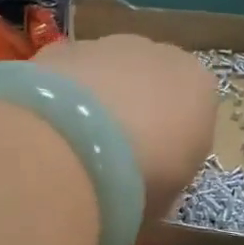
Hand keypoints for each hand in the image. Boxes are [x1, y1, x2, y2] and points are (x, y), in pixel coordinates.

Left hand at [35, 36, 216, 219]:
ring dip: (92, 100)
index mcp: (199, 88)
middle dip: (131, 112)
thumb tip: (146, 188)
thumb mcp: (165, 199)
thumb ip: (164, 183)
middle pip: (148, 83)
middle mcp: (159, 55)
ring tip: (68, 144)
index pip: (191, 111)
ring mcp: (107, 45)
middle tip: (105, 157)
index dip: (168, 142)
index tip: (147, 171)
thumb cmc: (138, 181)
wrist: (73, 147)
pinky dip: (57, 95)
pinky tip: (43, 125)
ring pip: (104, 72)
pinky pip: (65, 73)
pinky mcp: (60, 47)